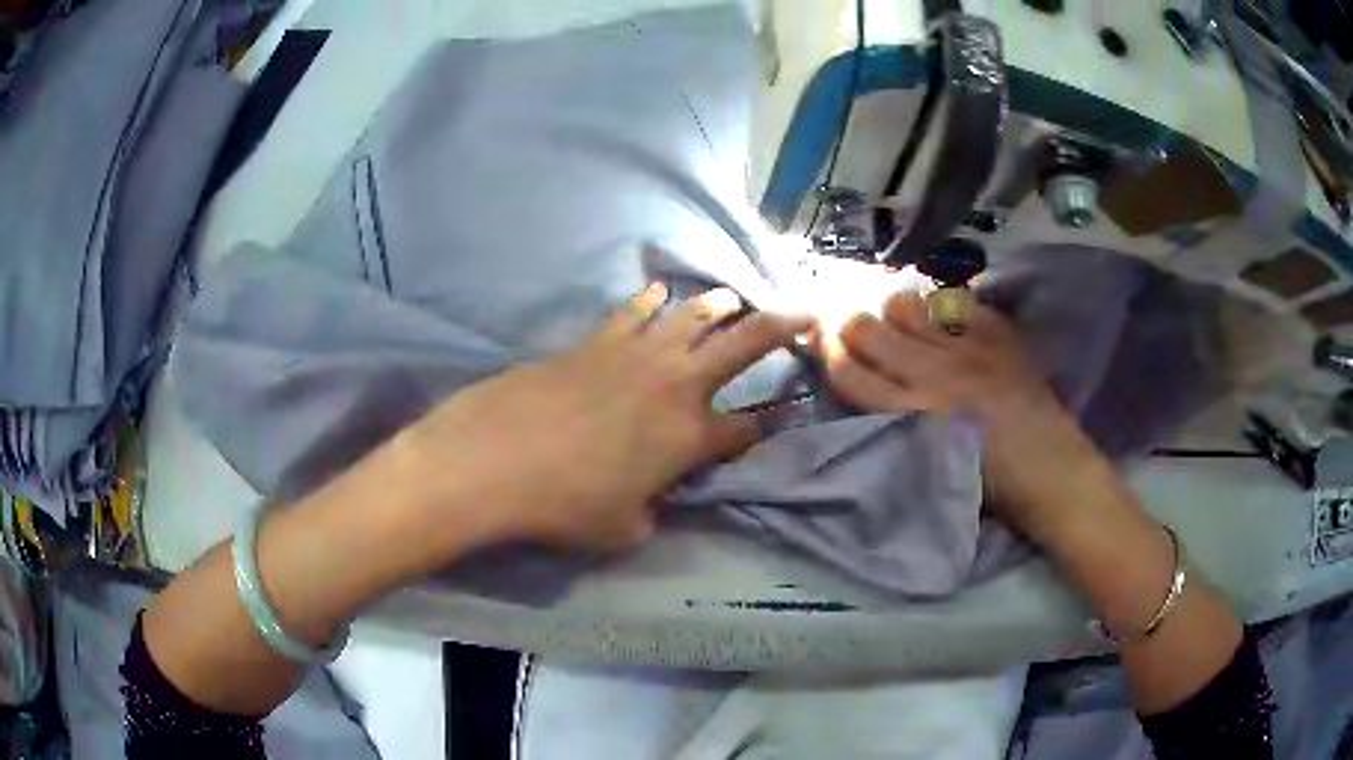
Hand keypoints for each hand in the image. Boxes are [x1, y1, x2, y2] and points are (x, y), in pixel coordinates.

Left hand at [397, 283, 810, 551]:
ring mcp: (636, 355)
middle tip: (807, 311)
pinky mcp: (596, 341)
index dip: (767, 425)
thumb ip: (650, 512)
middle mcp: (675, 386)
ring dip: (719, 305)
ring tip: (732, 297)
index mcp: (690, 437)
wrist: (496, 458)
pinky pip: (633, 311)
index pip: (747, 428)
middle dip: (782, 326)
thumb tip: (651, 500)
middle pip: (743, 345)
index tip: (776, 421)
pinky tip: (657, 292)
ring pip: (692, 316)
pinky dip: (649, 300)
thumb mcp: (621, 529)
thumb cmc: (565, 504)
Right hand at [816, 290, 1098, 533]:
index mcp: (912, 416)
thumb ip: (894, 423)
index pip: (851, 372)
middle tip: (847, 323)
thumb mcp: (929, 465)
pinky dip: (941, 304)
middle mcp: (933, 374)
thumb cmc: (988, 489)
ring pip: (908, 306)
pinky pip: (958, 302)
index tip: (820, 341)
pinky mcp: (999, 335)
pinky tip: (938, 311)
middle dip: (848, 322)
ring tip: (892, 315)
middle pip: (870, 329)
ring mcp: (968, 347)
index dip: (828, 352)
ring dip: (891, 308)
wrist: (1052, 474)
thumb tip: (868, 384)